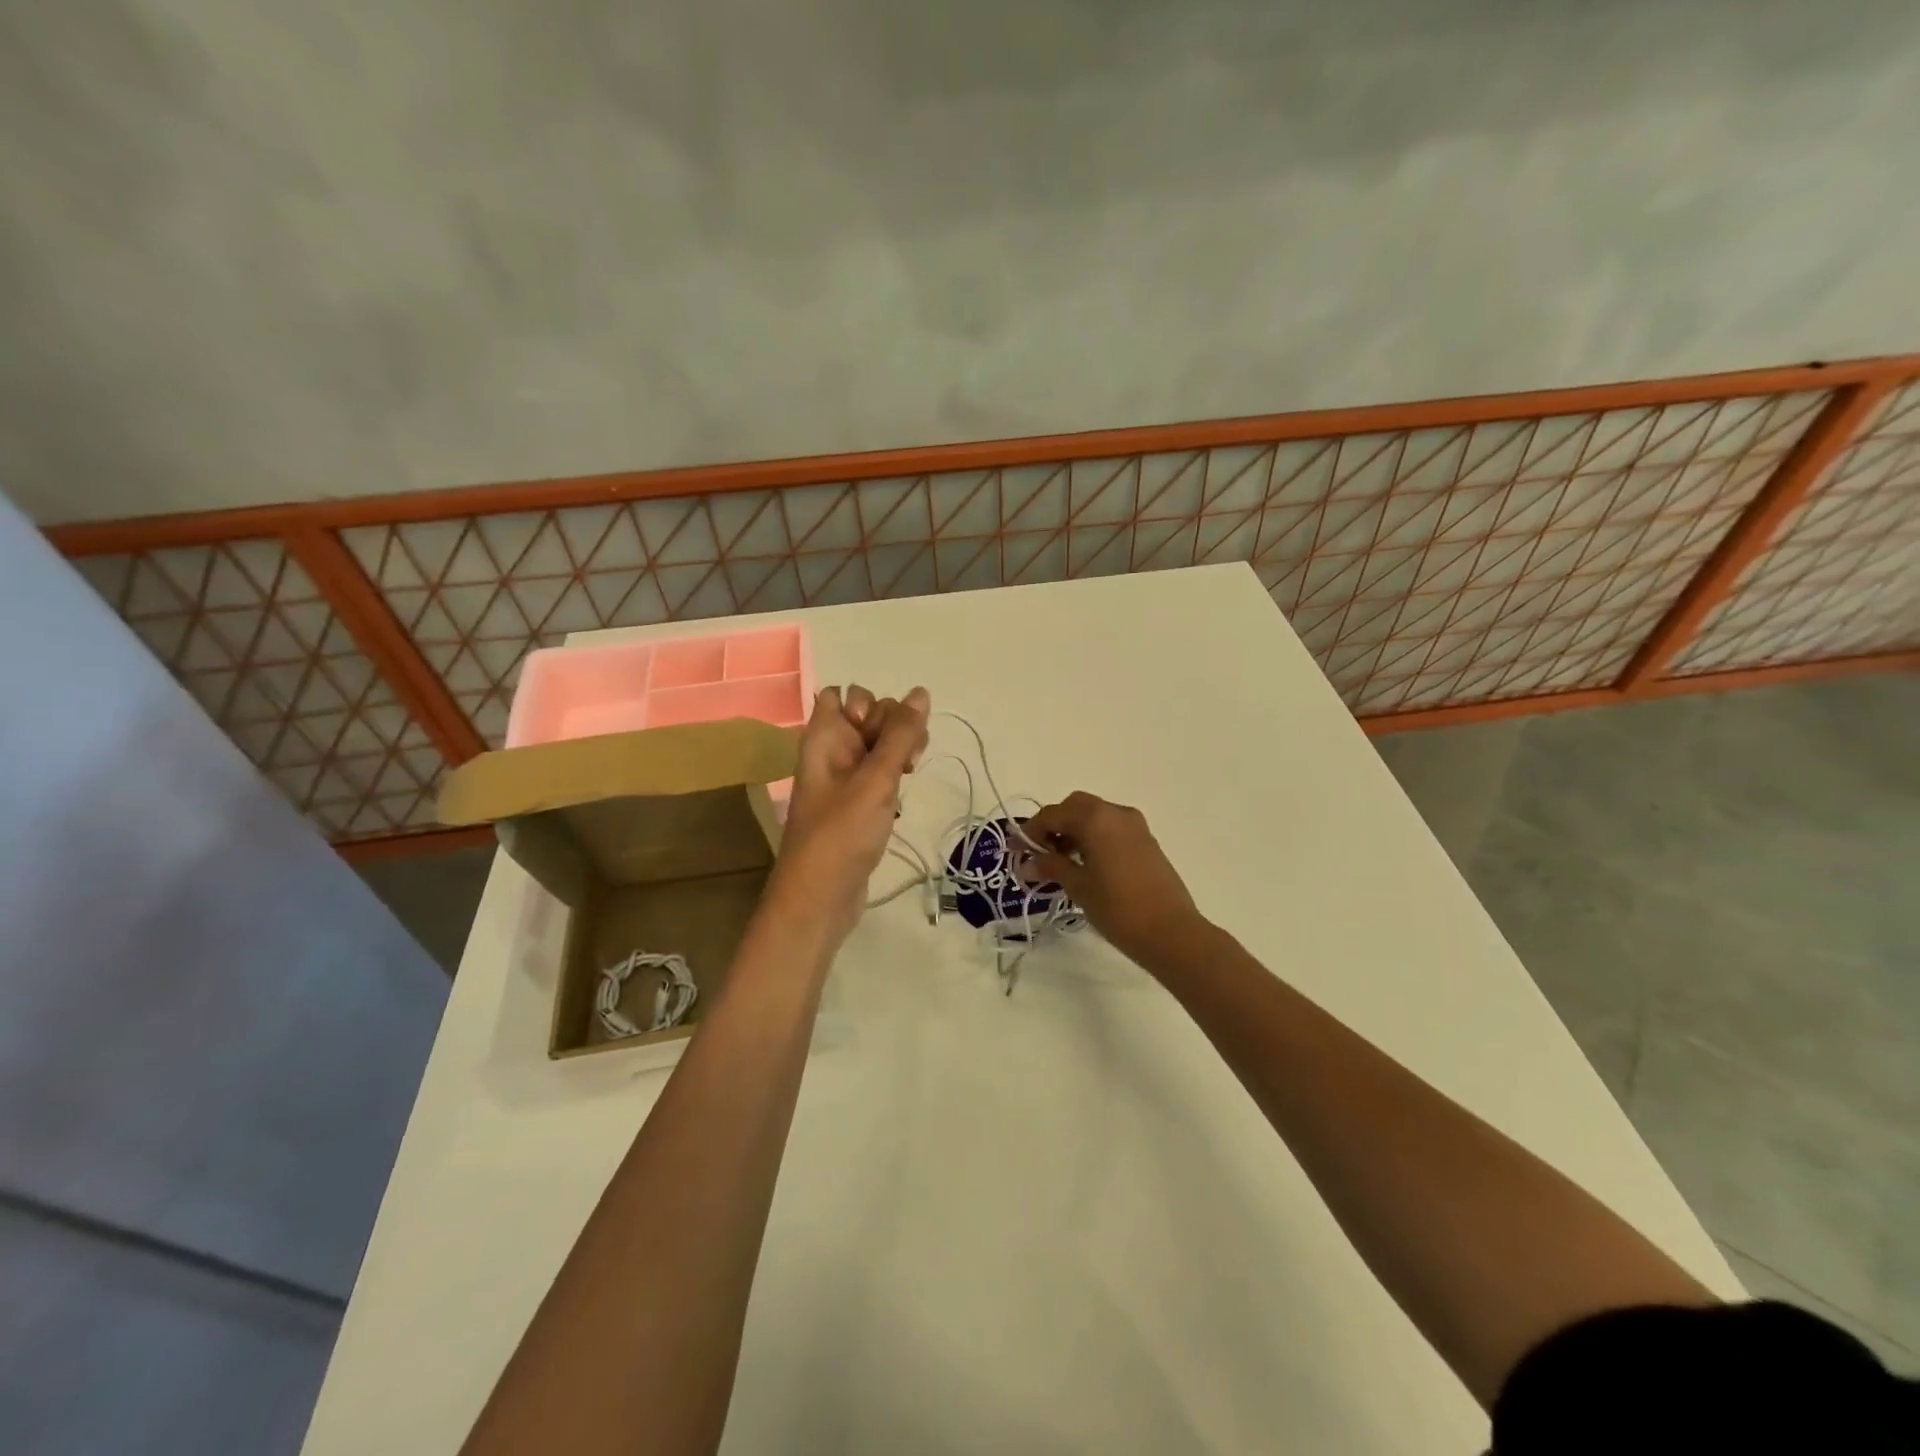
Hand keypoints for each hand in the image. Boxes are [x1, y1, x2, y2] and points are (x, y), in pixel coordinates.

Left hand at [770, 684, 929, 941]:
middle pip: (868, 716)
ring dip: (900, 750)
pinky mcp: (857, 804)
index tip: (878, 730)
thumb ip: (900, 735)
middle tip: (905, 758)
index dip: (866, 703)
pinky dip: (894, 776)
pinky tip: (904, 793)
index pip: (841, 695)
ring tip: (911, 772)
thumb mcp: (875, 780)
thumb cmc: (841, 833)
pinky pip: (880, 773)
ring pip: (878, 745)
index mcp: (824, 738)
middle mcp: (832, 752)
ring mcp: (844, 779)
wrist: (820, 897)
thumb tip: (920, 692)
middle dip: (895, 726)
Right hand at [1017, 792, 1208, 970]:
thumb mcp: (1078, 887)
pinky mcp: (1146, 840)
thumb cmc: (1118, 908)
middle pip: (1074, 807)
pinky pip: (1111, 828)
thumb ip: (1051, 867)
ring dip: (1074, 831)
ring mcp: (1135, 825)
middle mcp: (1115, 812)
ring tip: (1060, 862)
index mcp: (1095, 818)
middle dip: (1054, 825)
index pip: (1052, 814)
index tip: (1015, 851)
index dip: (1030, 832)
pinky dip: (1093, 837)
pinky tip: (1086, 865)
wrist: (1171, 932)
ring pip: (1094, 816)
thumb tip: (1027, 863)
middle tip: (1039, 853)